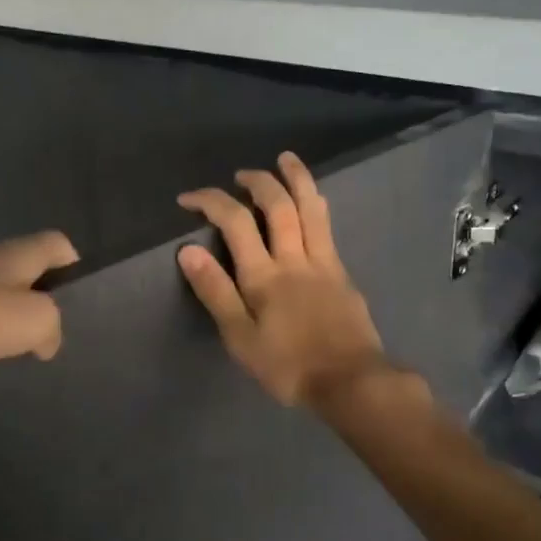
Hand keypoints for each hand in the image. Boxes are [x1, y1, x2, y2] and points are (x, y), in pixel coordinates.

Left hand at [0, 231, 79, 388]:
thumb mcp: (36, 321)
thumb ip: (53, 327)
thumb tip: (47, 340)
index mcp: (18, 253)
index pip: (58, 244)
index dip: (73, 266)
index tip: (77, 299)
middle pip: (25, 267)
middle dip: (38, 295)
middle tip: (48, 329)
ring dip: (3, 312)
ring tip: (12, 346)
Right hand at [178, 153, 388, 407]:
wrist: (352, 381)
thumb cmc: (289, 366)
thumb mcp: (241, 339)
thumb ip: (215, 292)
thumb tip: (188, 250)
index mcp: (264, 276)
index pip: (235, 222)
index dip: (210, 201)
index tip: (189, 199)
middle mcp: (294, 258)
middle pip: (277, 205)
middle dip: (256, 182)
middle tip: (240, 174)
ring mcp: (323, 262)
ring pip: (310, 207)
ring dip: (296, 178)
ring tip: (286, 159)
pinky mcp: (342, 272)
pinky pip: (326, 226)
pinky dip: (315, 204)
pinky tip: (312, 201)